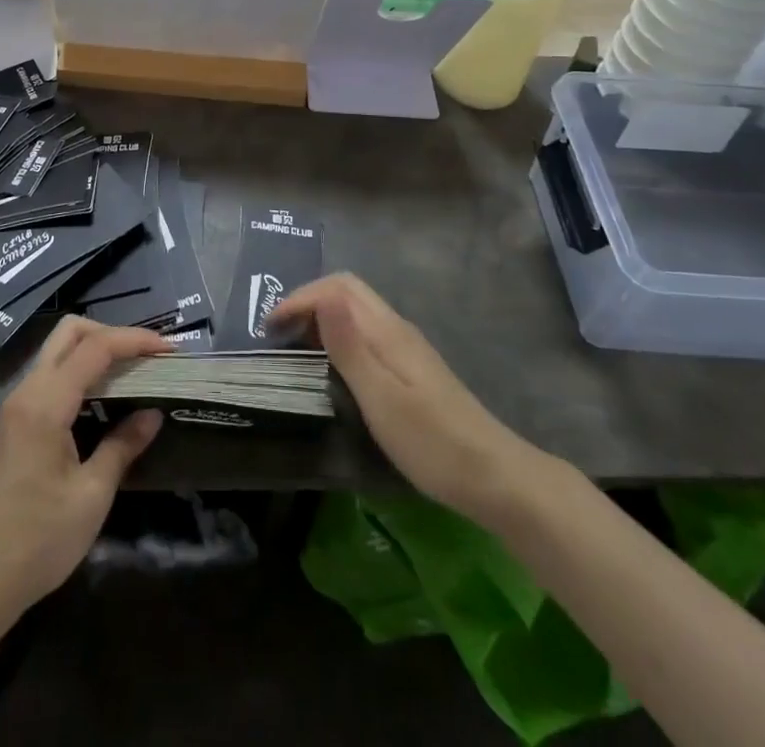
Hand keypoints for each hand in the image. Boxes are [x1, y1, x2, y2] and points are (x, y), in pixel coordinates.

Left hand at [0, 318, 170, 627]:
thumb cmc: (37, 542)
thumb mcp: (91, 496)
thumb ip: (122, 447)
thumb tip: (153, 415)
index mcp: (45, 403)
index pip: (95, 347)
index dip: (135, 340)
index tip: (170, 349)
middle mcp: (27, 391)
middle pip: (69, 332)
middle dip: (112, 333)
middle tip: (147, 356)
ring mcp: (17, 405)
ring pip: (58, 350)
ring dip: (96, 350)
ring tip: (134, 371)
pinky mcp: (15, 421)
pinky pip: (52, 374)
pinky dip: (81, 371)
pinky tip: (105, 396)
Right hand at [274, 274, 529, 518]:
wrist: (495, 478)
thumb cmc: (431, 442)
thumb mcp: (380, 396)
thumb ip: (349, 345)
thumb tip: (322, 294)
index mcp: (386, 330)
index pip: (337, 287)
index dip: (300, 298)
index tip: (270, 328)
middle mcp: (396, 329)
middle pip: (347, 292)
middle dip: (308, 302)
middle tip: (278, 334)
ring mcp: (407, 348)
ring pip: (357, 313)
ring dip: (322, 319)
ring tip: (296, 348)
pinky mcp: (412, 370)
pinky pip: (366, 334)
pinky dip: (339, 338)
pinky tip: (332, 368)